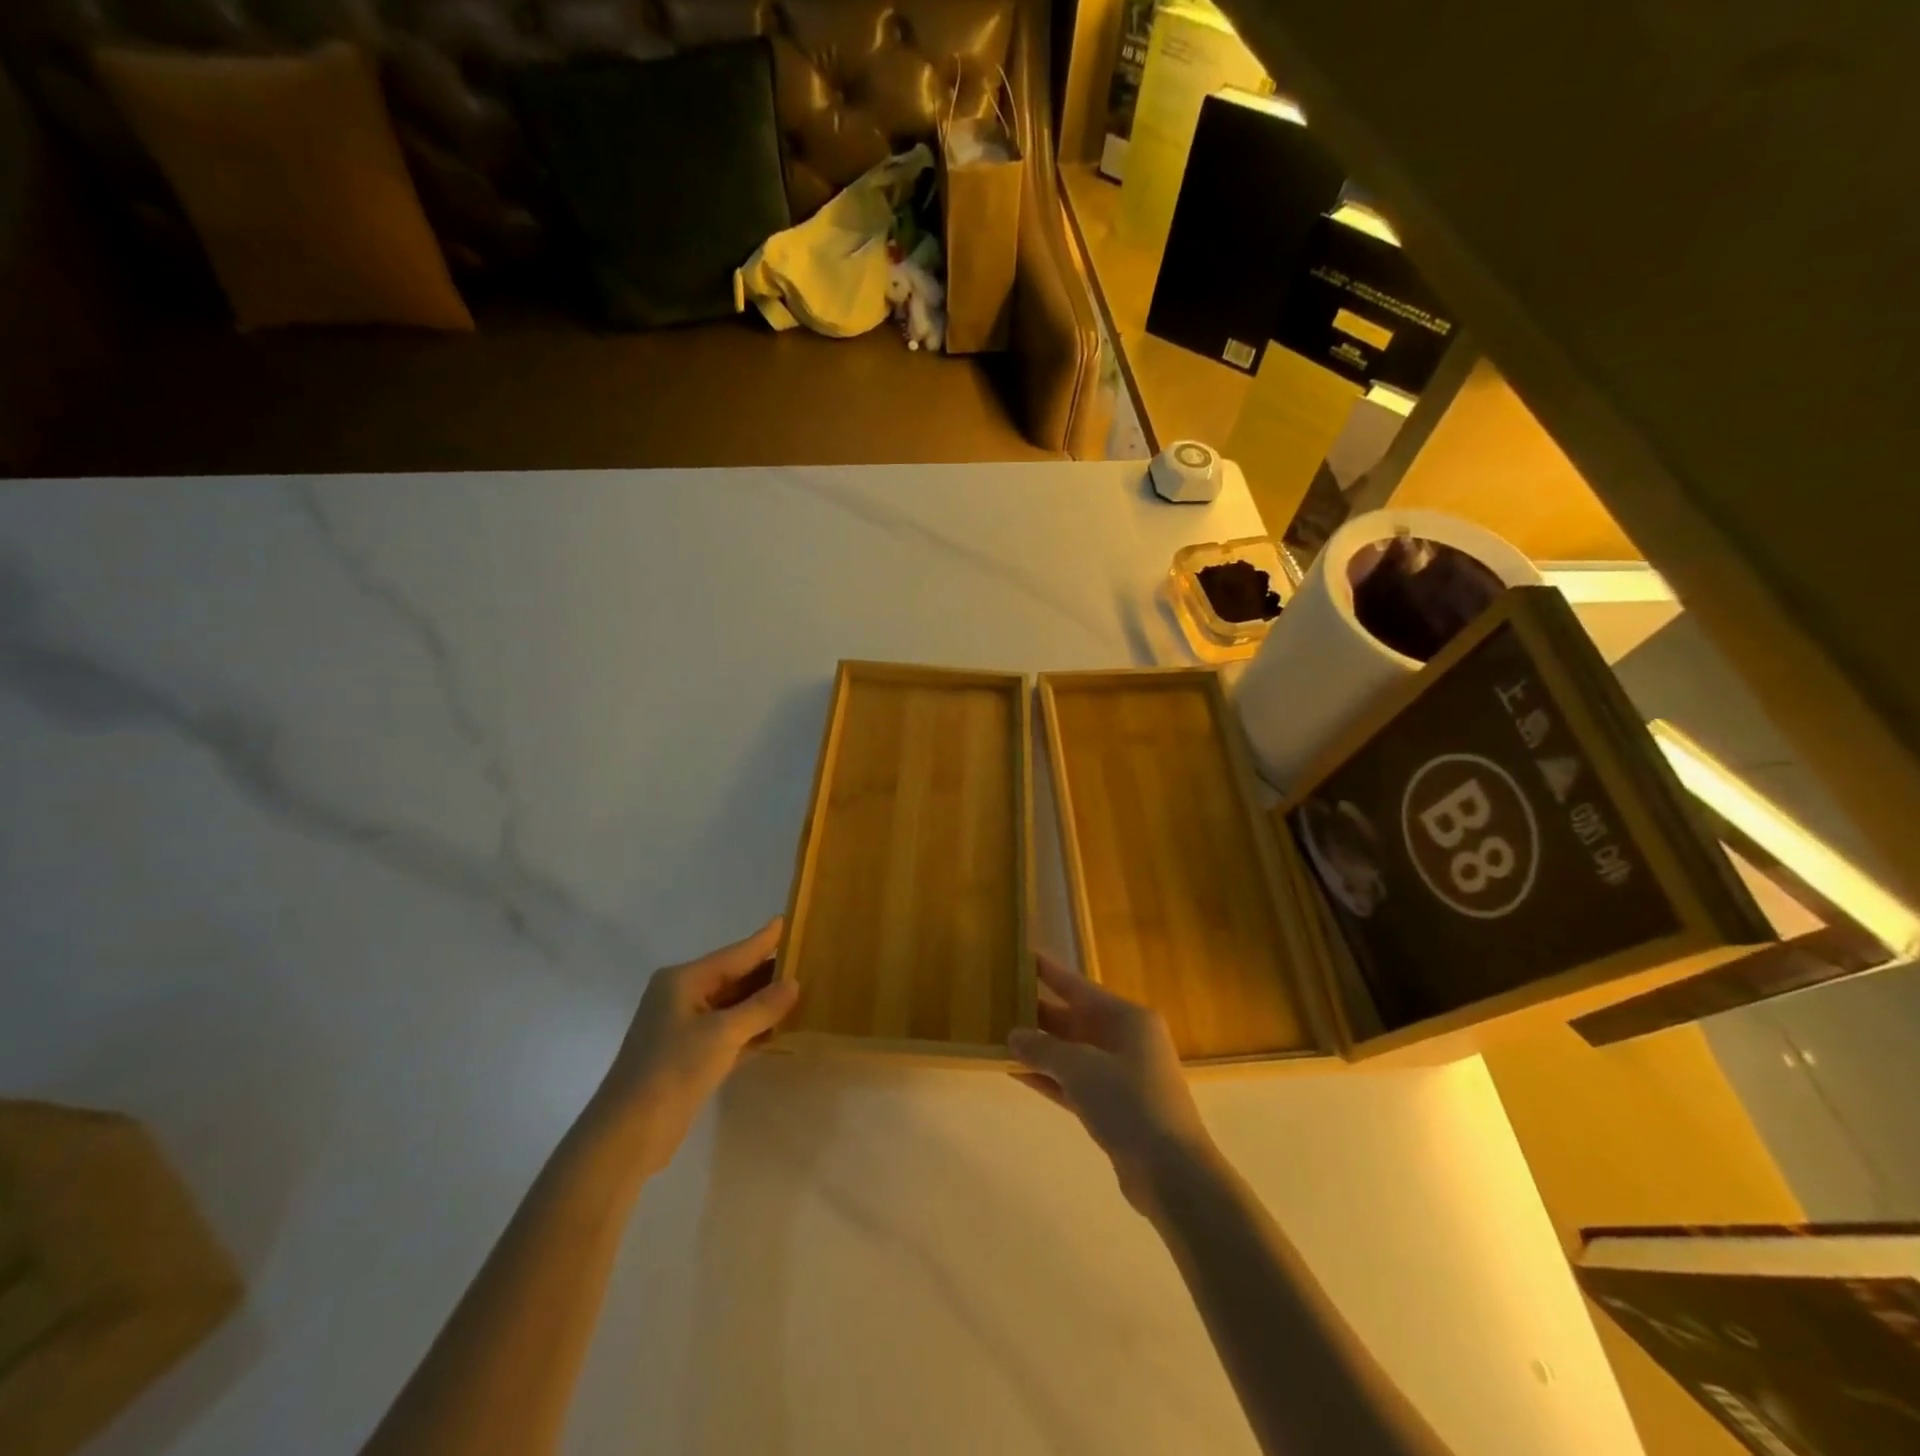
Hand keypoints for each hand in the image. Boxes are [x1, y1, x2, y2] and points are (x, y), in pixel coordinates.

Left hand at [590, 917, 799, 1176]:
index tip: (787, 920)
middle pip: (734, 977)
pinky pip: (729, 1030)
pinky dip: (752, 1028)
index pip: (735, 954)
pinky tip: (779, 1028)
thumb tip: (793, 983)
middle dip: (767, 971)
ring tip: (802, 989)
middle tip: (807, 958)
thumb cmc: (673, 1070)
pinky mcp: (690, 1055)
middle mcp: (682, 996)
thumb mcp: (722, 1034)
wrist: (628, 1133)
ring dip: (763, 1002)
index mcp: (683, 980)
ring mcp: (684, 1026)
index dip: (763, 940)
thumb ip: (761, 1007)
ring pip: (733, 1005)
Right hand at [1009, 955, 1215, 1214]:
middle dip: (1037, 1013)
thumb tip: (1014, 1036)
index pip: (1079, 986)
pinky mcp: (1113, 1108)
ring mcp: (1120, 1075)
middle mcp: (1126, 1040)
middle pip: (1074, 1019)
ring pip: (1071, 1053)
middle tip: (999, 1001)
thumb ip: (1043, 1049)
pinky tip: (1016, 1072)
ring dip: (1039, 1048)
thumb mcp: (1081, 1068)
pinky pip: (1073, 1082)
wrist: (1171, 1173)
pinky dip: (1048, 1077)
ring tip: (999, 1036)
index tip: (1022, 955)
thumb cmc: (1129, 1103)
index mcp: (1127, 1018)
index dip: (1049, 972)